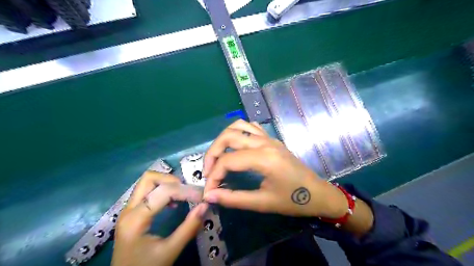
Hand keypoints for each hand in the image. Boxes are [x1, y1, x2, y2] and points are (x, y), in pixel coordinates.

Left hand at [113, 171, 207, 264]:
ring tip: (181, 194)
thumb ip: (189, 228)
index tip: (200, 197)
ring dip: (166, 183)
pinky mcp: (131, 212)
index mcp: (135, 220)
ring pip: (147, 182)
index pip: (163, 192)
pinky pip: (147, 191)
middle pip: (149, 179)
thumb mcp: (170, 251)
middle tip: (187, 191)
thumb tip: (205, 205)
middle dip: (171, 180)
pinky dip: (161, 189)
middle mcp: (128, 209)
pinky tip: (171, 202)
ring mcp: (128, 210)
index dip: (185, 191)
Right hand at [201, 120, 346, 218]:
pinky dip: (237, 133)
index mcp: (265, 158)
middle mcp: (265, 142)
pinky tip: (235, 148)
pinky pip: (250, 127)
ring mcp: (269, 138)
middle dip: (212, 153)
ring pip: (238, 126)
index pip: (228, 161)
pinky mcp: (272, 139)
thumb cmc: (293, 201)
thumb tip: (209, 196)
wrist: (318, 194)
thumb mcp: (263, 203)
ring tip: (218, 157)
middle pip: (228, 137)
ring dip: (223, 139)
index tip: (209, 191)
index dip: (213, 176)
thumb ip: (233, 198)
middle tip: (208, 172)